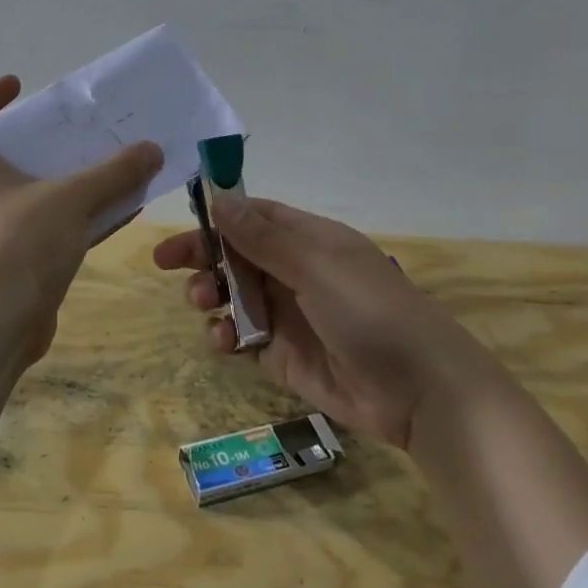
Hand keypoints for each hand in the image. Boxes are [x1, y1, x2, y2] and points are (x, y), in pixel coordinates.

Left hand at [0, 75, 162, 364]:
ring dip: (71, 178)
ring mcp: (2, 231)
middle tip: (80, 127)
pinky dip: (84, 215)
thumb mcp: (72, 198)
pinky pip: (56, 226)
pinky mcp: (23, 261)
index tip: (19, 85)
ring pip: (39, 193)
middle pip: (8, 154)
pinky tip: (123, 210)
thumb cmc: (20, 245)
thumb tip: (152, 149)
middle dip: (44, 139)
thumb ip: (114, 172)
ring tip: (111, 162)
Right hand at [153, 197, 498, 447]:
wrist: (417, 388)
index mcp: (309, 241)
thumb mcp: (316, 265)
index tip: (180, 223)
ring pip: (234, 296)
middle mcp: (295, 273)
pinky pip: (242, 337)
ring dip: (210, 296)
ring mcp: (287, 315)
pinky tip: (223, 341)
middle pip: (236, 256)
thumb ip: (263, 237)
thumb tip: (220, 199)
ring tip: (203, 304)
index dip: (216, 217)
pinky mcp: (282, 355)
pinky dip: (225, 336)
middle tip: (169, 264)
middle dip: (203, 257)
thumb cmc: (370, 311)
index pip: (254, 217)